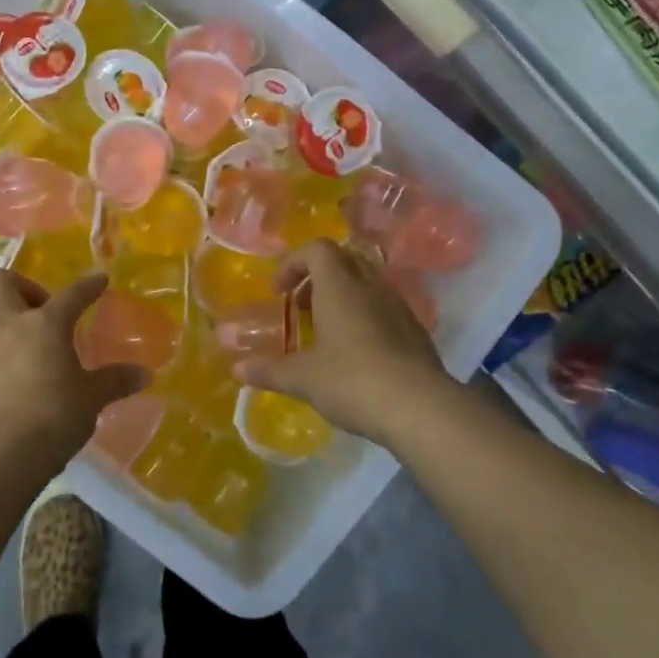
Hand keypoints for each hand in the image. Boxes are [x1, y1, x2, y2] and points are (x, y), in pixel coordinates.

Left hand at [0, 270, 146, 484]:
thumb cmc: (52, 421)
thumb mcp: (91, 400)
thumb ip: (115, 381)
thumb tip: (145, 374)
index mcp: (46, 324)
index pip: (72, 295)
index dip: (88, 286)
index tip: (99, 279)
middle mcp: (6, 322)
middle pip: (0, 280)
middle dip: (20, 285)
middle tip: (37, 309)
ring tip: (5, 326)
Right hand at [235, 239, 453, 444]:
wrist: (421, 408)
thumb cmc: (352, 381)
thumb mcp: (303, 379)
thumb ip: (269, 370)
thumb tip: (237, 369)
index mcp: (340, 287)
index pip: (317, 249)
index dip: (292, 263)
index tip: (278, 292)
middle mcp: (371, 287)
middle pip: (344, 259)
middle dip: (316, 275)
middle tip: (300, 305)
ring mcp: (398, 307)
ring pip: (366, 282)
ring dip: (342, 295)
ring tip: (325, 330)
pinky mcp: (415, 331)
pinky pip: (384, 307)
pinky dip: (364, 316)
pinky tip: (355, 353)